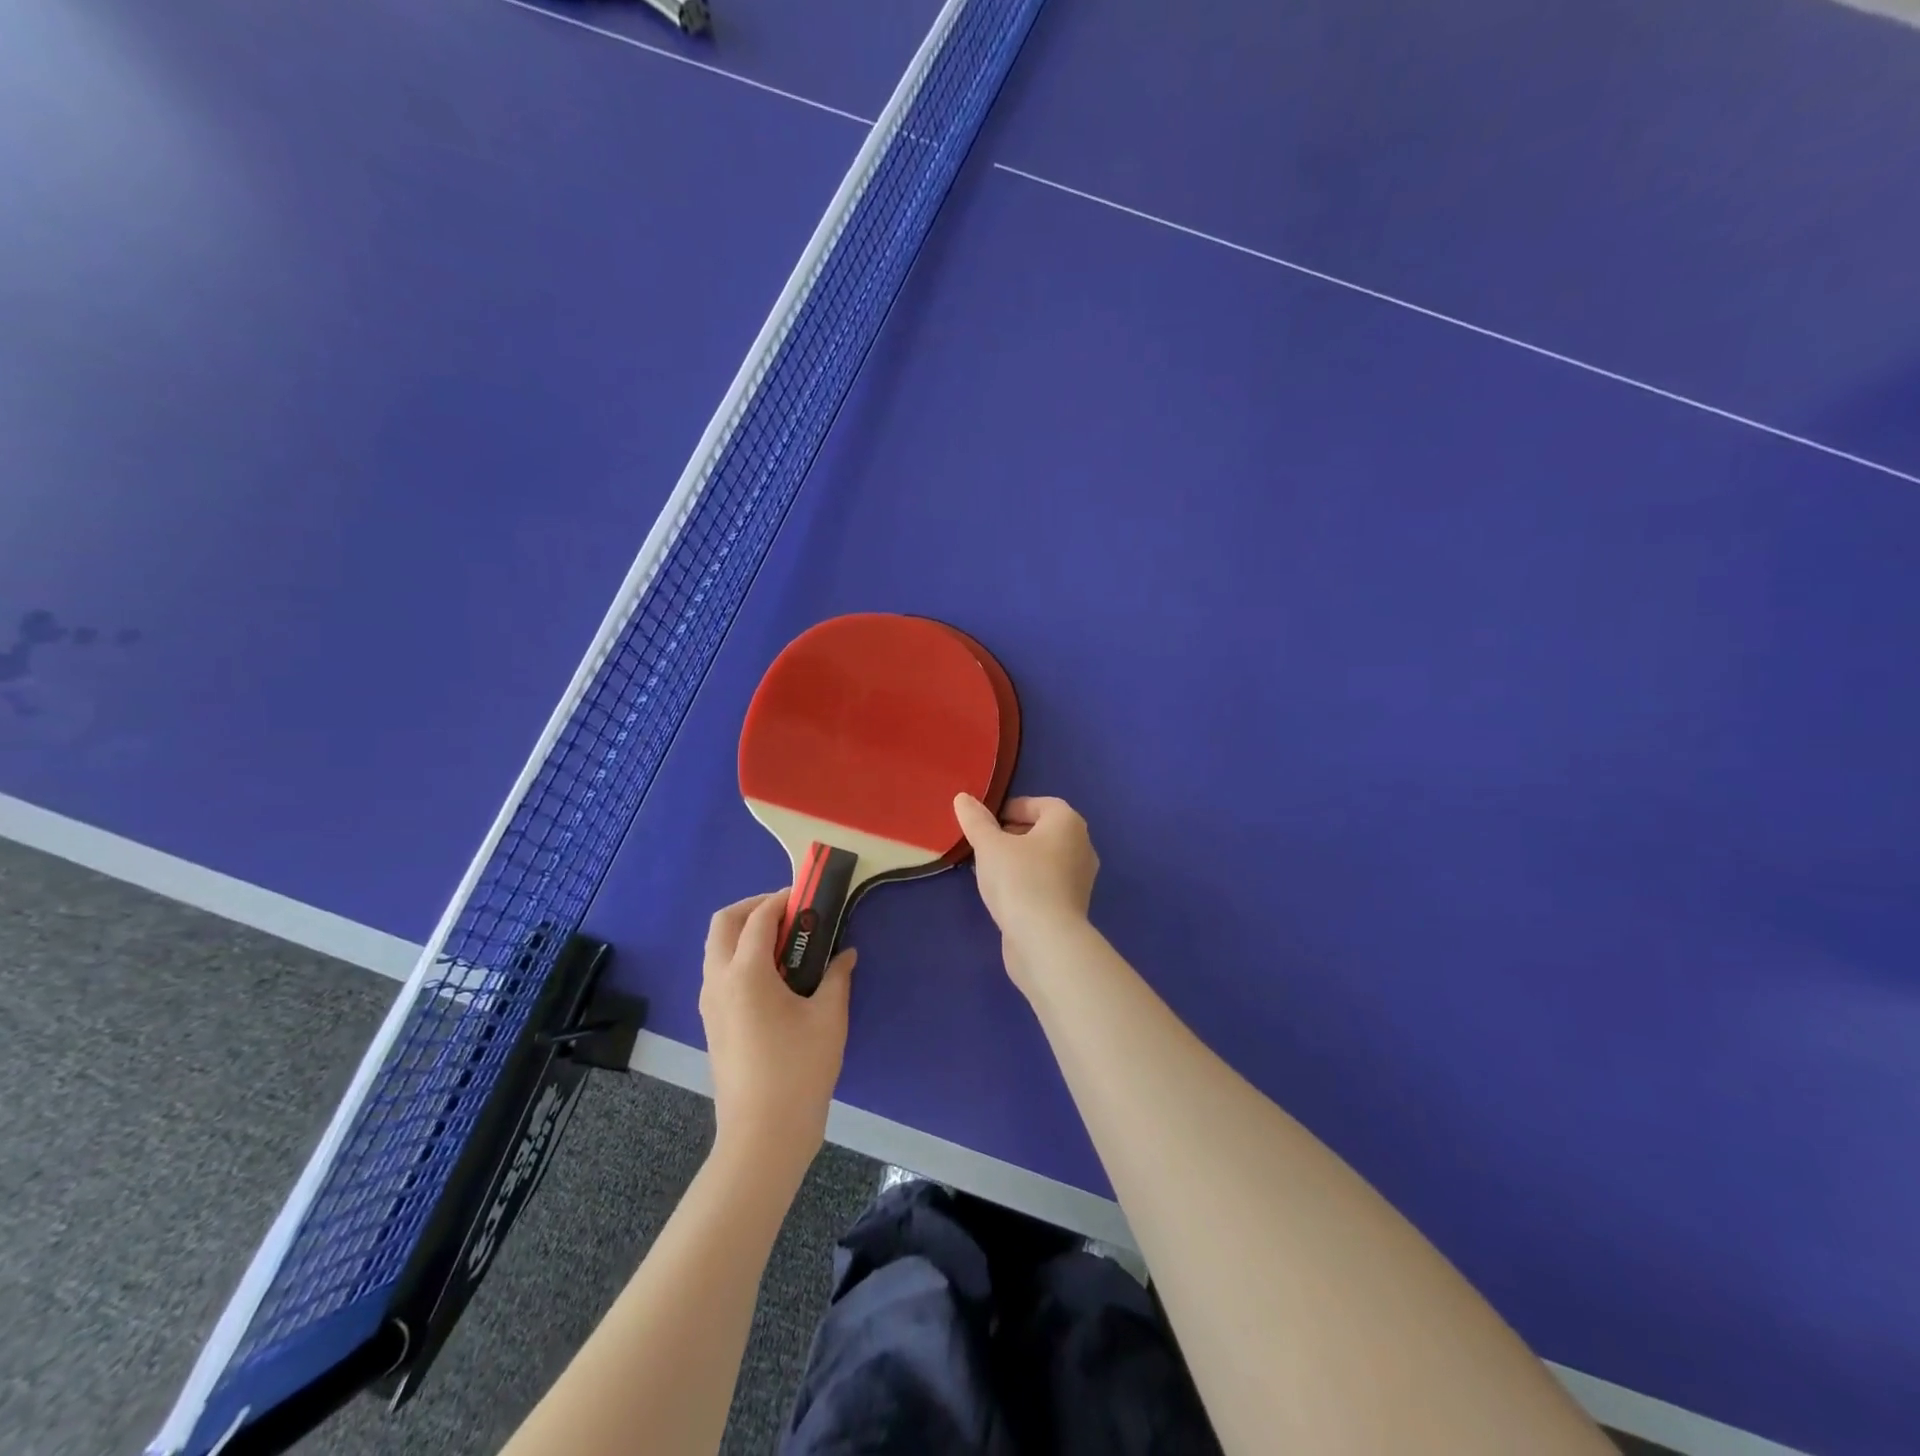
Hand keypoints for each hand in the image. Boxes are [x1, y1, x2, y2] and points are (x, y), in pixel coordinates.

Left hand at [699, 892, 853, 1179]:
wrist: (763, 1135)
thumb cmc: (799, 1070)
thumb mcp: (829, 1017)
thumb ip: (837, 976)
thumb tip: (845, 953)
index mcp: (745, 973)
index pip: (758, 918)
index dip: (783, 900)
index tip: (808, 897)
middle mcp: (718, 981)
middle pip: (723, 923)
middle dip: (753, 907)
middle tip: (789, 913)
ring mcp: (709, 1003)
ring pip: (716, 948)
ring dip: (744, 931)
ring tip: (785, 943)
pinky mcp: (712, 1022)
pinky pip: (719, 971)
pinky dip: (740, 957)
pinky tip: (774, 976)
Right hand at [952, 794, 1099, 990]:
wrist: (1046, 941)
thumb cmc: (1019, 880)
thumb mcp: (990, 846)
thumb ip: (976, 821)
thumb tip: (963, 798)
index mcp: (1067, 822)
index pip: (1038, 804)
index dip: (1009, 809)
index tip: (984, 824)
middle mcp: (1081, 845)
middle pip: (1042, 831)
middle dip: (1011, 835)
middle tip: (983, 846)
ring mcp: (1080, 878)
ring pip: (1043, 858)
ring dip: (1017, 860)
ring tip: (988, 870)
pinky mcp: (1073, 905)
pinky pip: (1046, 882)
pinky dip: (1026, 881)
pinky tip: (1003, 895)